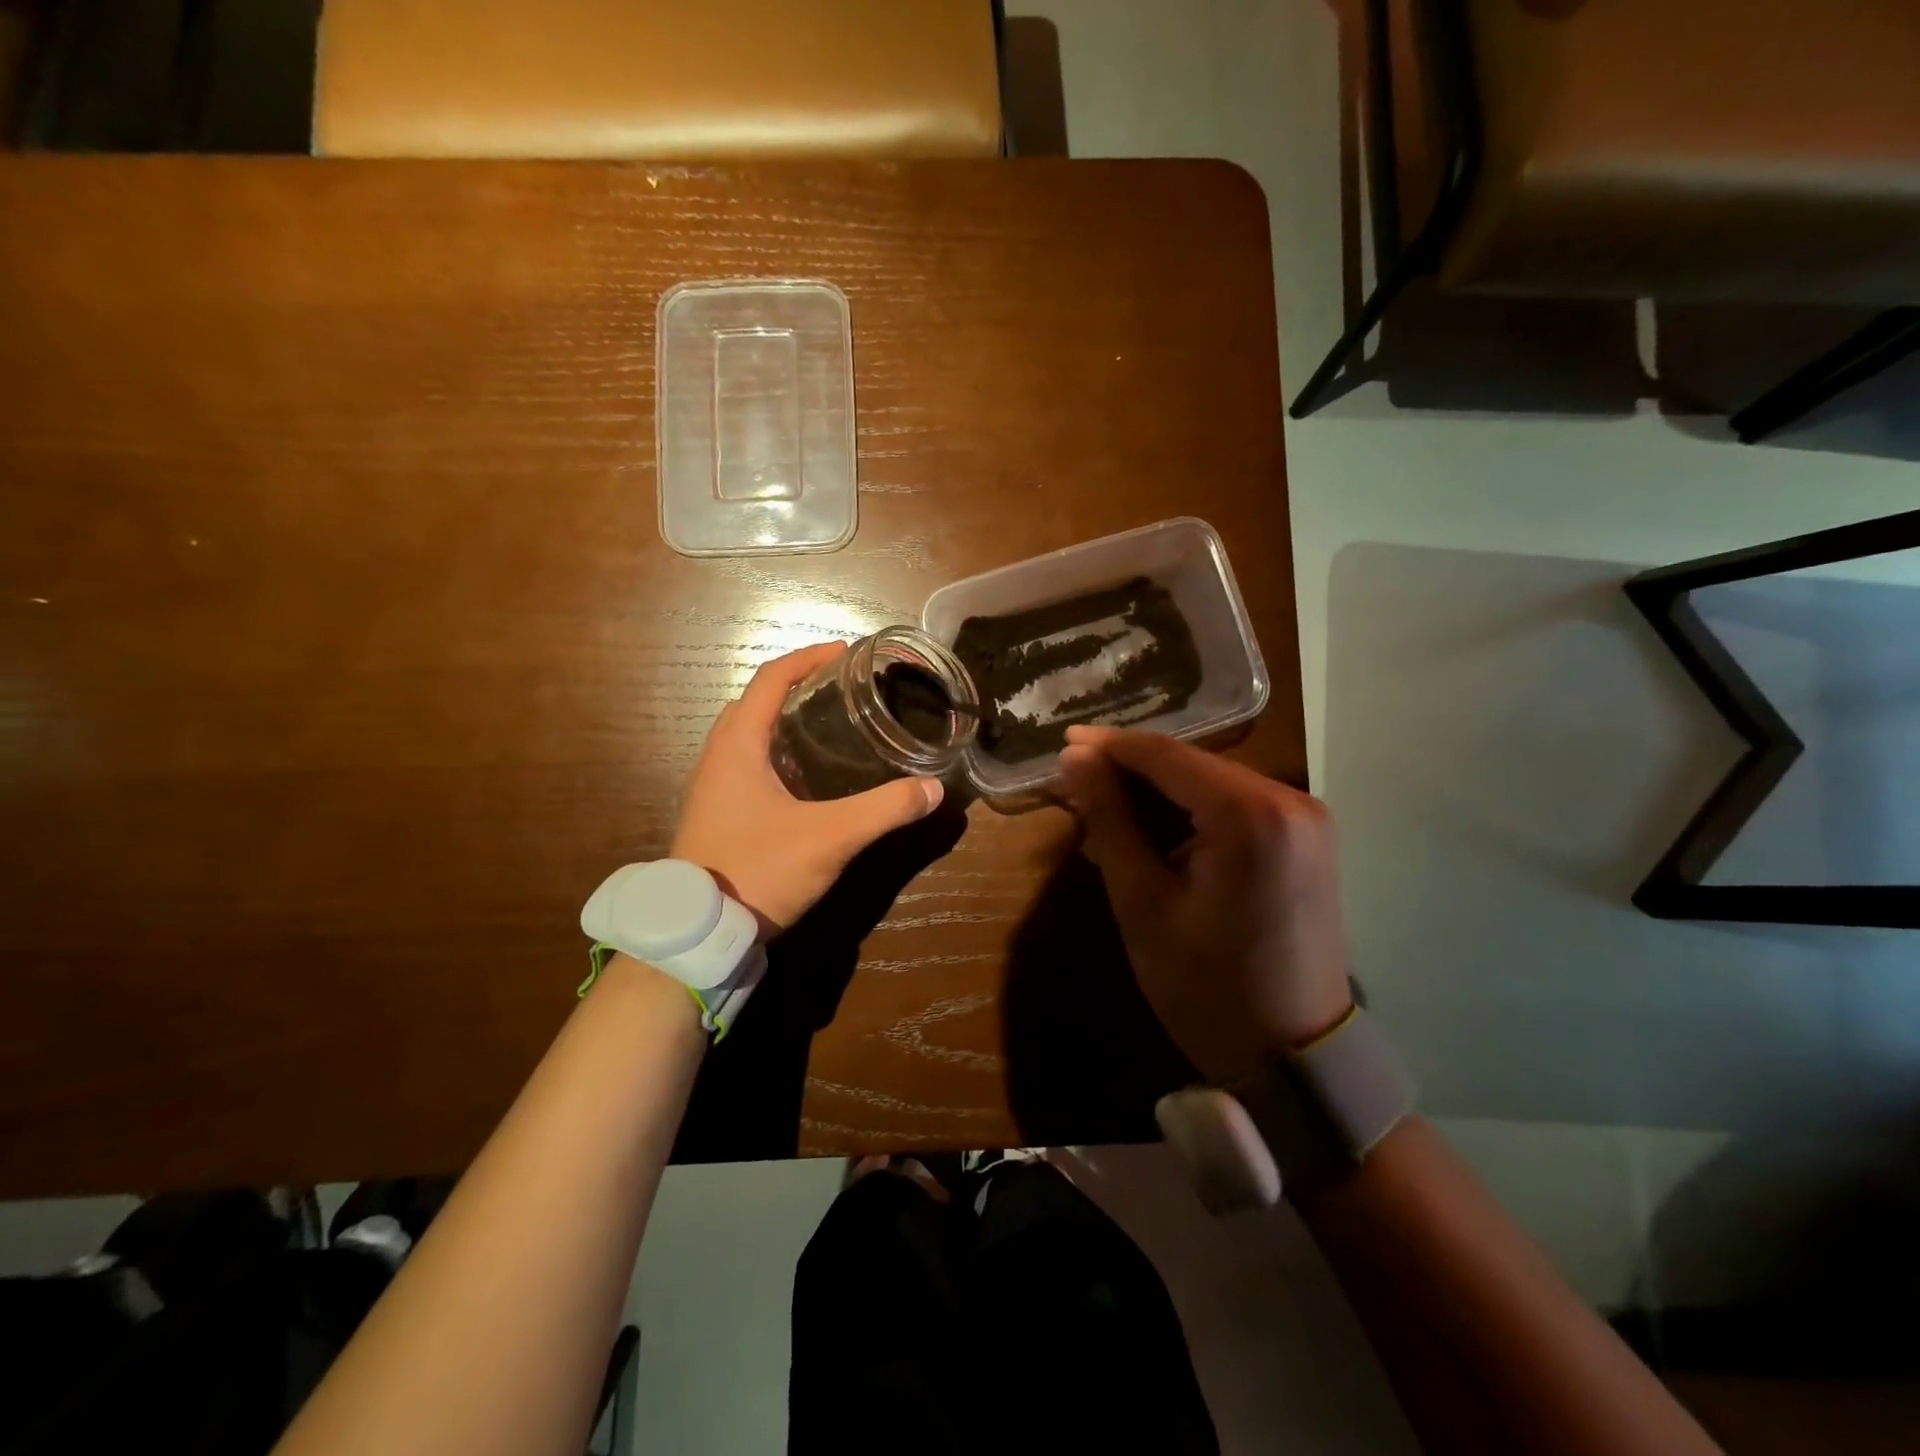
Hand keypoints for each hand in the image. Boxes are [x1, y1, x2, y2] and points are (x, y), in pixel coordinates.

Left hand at [672, 642, 943, 933]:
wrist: (699, 933)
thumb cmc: (758, 870)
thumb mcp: (829, 838)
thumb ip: (883, 811)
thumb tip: (932, 789)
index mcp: (737, 745)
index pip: (771, 679)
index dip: (808, 658)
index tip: (846, 653)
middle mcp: (718, 757)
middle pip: (756, 702)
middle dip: (798, 686)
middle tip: (842, 690)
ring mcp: (713, 787)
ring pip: (748, 734)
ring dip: (785, 719)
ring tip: (831, 725)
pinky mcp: (717, 812)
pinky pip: (747, 763)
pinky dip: (777, 751)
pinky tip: (809, 777)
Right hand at [1057, 726, 1352, 1081]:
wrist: (1295, 1059)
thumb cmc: (1206, 988)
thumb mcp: (1142, 902)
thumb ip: (1109, 819)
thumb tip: (1075, 760)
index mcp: (1250, 814)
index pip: (1165, 755)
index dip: (1109, 745)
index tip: (1061, 743)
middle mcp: (1290, 799)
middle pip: (1191, 765)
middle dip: (1130, 771)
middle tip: (1075, 787)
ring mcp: (1306, 819)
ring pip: (1211, 783)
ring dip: (1157, 794)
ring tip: (1103, 815)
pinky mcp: (1307, 840)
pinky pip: (1236, 806)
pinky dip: (1190, 813)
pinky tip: (1151, 834)